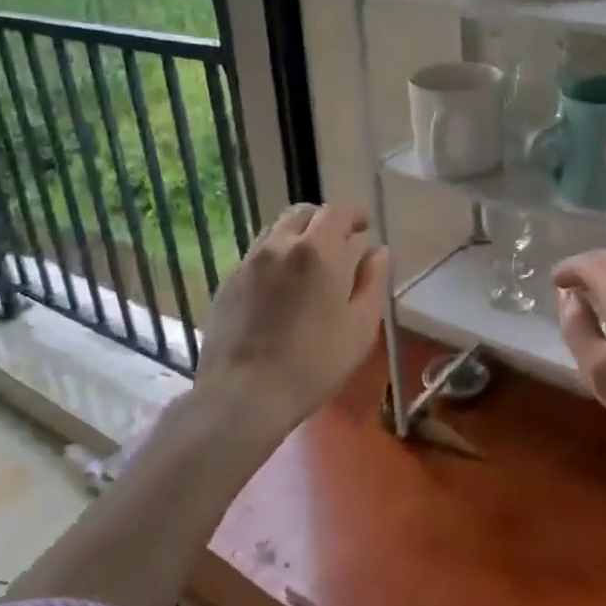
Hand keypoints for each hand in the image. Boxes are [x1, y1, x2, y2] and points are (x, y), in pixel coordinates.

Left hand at [193, 203, 390, 441]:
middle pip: (302, 213)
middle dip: (323, 221)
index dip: (353, 215)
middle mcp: (279, 245)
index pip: (336, 212)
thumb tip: (378, 251)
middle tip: (338, 241)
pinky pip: (256, 256)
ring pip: (276, 231)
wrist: (244, 394)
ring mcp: (248, 262)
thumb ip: (373, 282)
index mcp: (317, 250)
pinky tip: (281, 287)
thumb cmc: (314, 363)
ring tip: (309, 262)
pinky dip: (275, 257)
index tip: (364, 227)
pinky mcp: (228, 283)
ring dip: (297, 236)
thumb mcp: (361, 326)